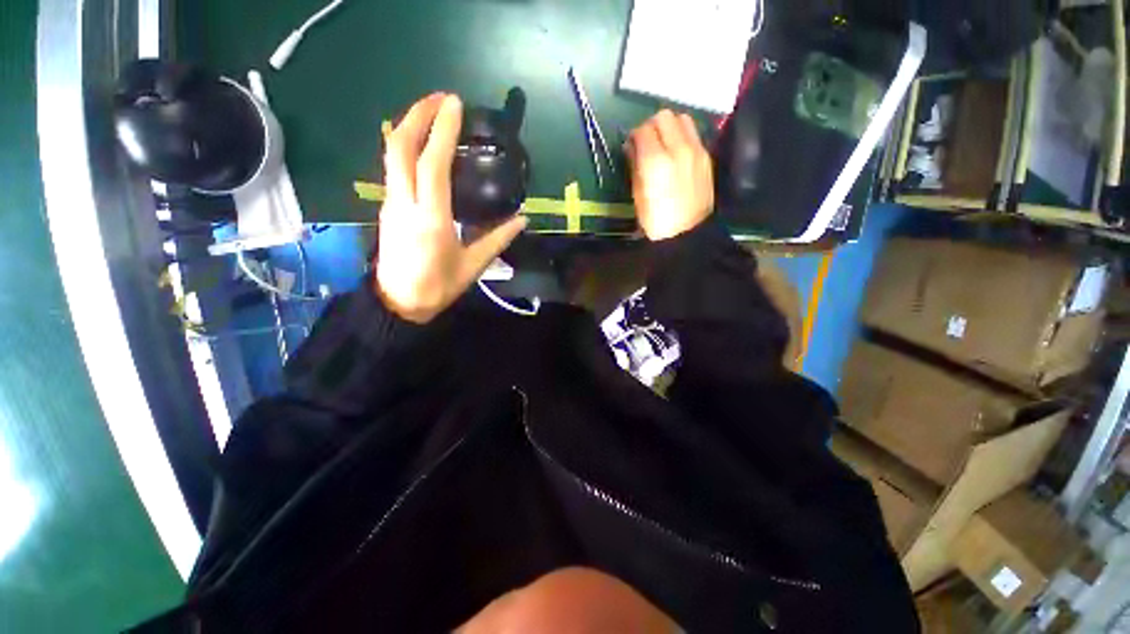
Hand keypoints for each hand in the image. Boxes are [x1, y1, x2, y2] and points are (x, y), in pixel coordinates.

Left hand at [375, 94, 527, 322]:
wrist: (399, 302)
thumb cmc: (438, 286)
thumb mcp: (473, 265)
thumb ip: (498, 239)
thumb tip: (522, 220)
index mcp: (431, 218)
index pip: (432, 164)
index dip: (442, 130)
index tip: (455, 104)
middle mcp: (405, 203)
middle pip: (400, 147)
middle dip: (417, 114)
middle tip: (440, 98)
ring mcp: (391, 203)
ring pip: (391, 154)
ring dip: (407, 125)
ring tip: (431, 113)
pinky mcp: (387, 207)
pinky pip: (392, 166)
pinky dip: (404, 145)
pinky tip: (420, 144)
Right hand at [626, 110, 713, 240]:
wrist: (686, 233)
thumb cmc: (655, 219)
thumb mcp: (638, 194)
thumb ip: (634, 165)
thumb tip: (631, 147)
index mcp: (655, 161)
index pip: (643, 129)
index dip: (634, 136)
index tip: (631, 146)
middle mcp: (678, 148)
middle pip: (663, 116)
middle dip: (652, 126)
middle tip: (647, 142)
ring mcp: (695, 150)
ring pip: (682, 119)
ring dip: (669, 126)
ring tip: (664, 144)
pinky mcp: (706, 156)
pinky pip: (693, 134)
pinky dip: (682, 136)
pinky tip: (677, 153)